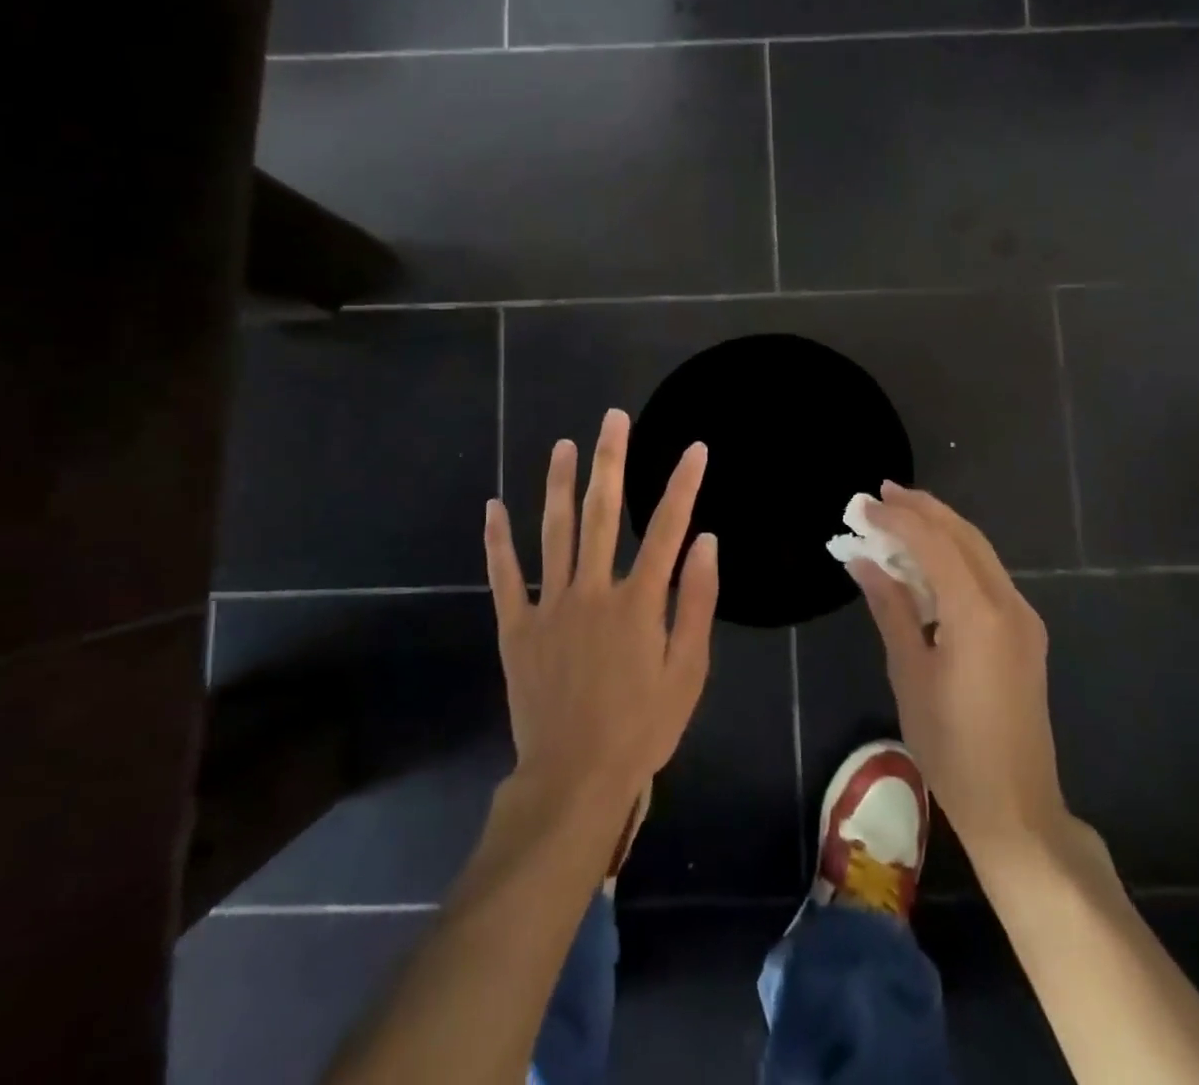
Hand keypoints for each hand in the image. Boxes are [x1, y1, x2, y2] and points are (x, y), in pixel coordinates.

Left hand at [484, 408, 717, 819]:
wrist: (575, 778)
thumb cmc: (642, 727)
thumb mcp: (687, 672)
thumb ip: (697, 603)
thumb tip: (706, 542)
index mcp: (638, 601)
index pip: (666, 528)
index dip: (683, 484)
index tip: (695, 448)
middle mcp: (592, 590)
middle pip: (601, 513)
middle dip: (610, 461)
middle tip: (613, 419)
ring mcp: (549, 605)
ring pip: (552, 531)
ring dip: (557, 484)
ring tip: (563, 445)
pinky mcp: (516, 626)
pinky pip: (504, 576)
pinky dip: (497, 541)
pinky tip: (493, 506)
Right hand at [849, 483, 1084, 868]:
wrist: (1016, 807)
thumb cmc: (951, 745)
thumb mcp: (909, 672)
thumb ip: (890, 607)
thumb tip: (863, 560)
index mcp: (978, 613)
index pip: (934, 543)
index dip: (897, 518)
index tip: (863, 504)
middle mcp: (1008, 604)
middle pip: (964, 536)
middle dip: (923, 510)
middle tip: (881, 494)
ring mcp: (1023, 618)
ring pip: (980, 552)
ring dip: (940, 529)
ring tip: (899, 515)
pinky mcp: (1025, 633)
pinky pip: (987, 576)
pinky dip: (955, 556)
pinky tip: (928, 559)